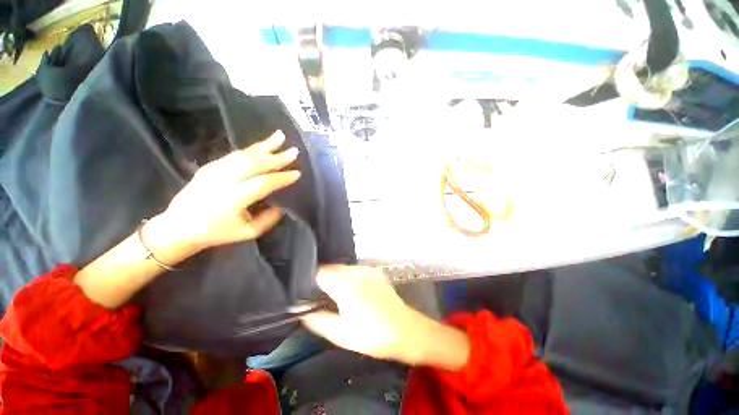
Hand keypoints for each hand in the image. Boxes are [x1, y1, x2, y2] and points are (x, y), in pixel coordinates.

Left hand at [161, 131, 300, 250]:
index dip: (282, 178)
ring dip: (264, 145)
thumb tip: (281, 206)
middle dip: (277, 157)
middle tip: (294, 151)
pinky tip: (262, 145)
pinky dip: (252, 149)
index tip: (297, 174)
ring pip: (244, 154)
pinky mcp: (210, 166)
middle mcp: (223, 180)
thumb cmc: (216, 233)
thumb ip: (268, 219)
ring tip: (280, 136)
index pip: (263, 183)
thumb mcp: (247, 232)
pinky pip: (235, 154)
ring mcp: (215, 170)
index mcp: (233, 199)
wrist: (178, 226)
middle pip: (255, 164)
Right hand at [301, 266, 418, 362]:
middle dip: (324, 280)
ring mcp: (367, 270)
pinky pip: (356, 270)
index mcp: (345, 284)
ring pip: (344, 268)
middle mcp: (356, 271)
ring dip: (338, 278)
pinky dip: (350, 277)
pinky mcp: (376, 272)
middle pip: (332, 267)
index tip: (310, 294)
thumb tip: (303, 312)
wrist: (405, 330)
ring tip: (340, 296)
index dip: (312, 282)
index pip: (320, 273)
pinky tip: (355, 291)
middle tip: (323, 298)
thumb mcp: (341, 333)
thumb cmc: (372, 334)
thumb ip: (318, 320)